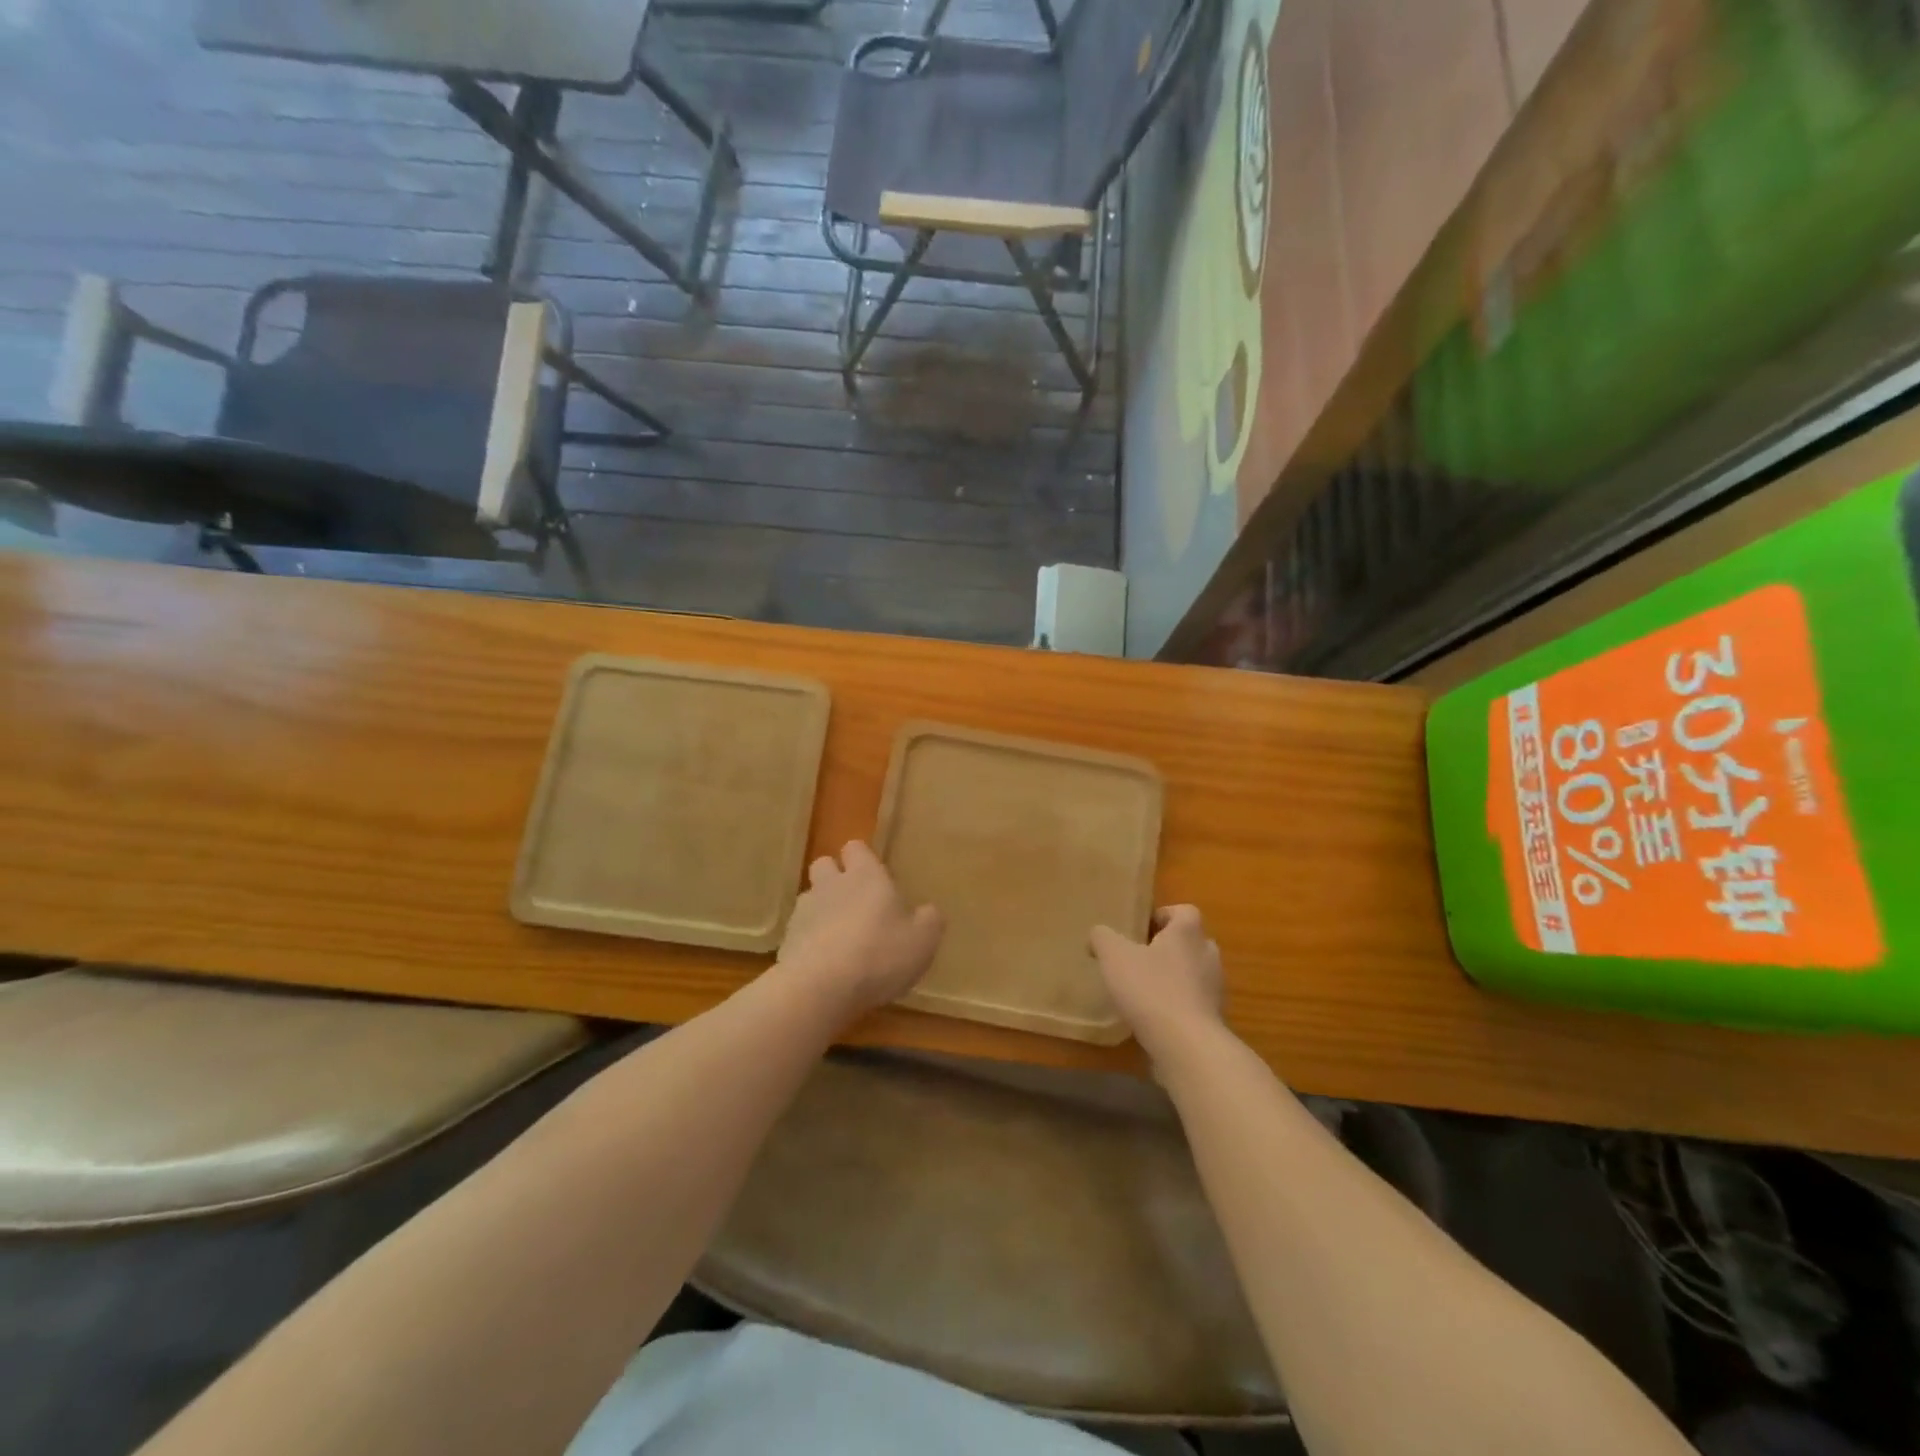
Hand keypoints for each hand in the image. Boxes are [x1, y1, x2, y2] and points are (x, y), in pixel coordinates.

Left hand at [777, 841, 943, 1019]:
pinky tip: (823, 964)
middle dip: (835, 877)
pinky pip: (799, 932)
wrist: (820, 987)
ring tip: (839, 937)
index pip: (856, 848)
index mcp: (866, 876)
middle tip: (855, 903)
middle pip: (824, 865)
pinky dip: (809, 941)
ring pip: (810, 898)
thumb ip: (929, 920)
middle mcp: (831, 884)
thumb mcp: (923, 940)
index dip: (862, 858)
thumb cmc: (880, 954)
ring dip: (821, 910)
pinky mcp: (786, 941)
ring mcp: (804, 912)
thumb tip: (928, 912)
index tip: (874, 876)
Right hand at [1089, 905, 1225, 1062]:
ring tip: (1144, 990)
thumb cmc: (1151, 989)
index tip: (1141, 930)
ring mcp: (1215, 988)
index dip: (1163, 916)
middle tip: (1139, 959)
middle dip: (1168, 948)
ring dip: (1174, 977)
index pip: (1184, 911)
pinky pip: (1194, 1002)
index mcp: (1188, 932)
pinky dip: (1178, 1005)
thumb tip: (1098, 934)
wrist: (1187, 1045)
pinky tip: (1154, 1017)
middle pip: (1190, 942)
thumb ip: (1103, 937)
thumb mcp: (1114, 956)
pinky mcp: (1214, 1018)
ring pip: (1194, 973)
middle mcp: (1208, 955)